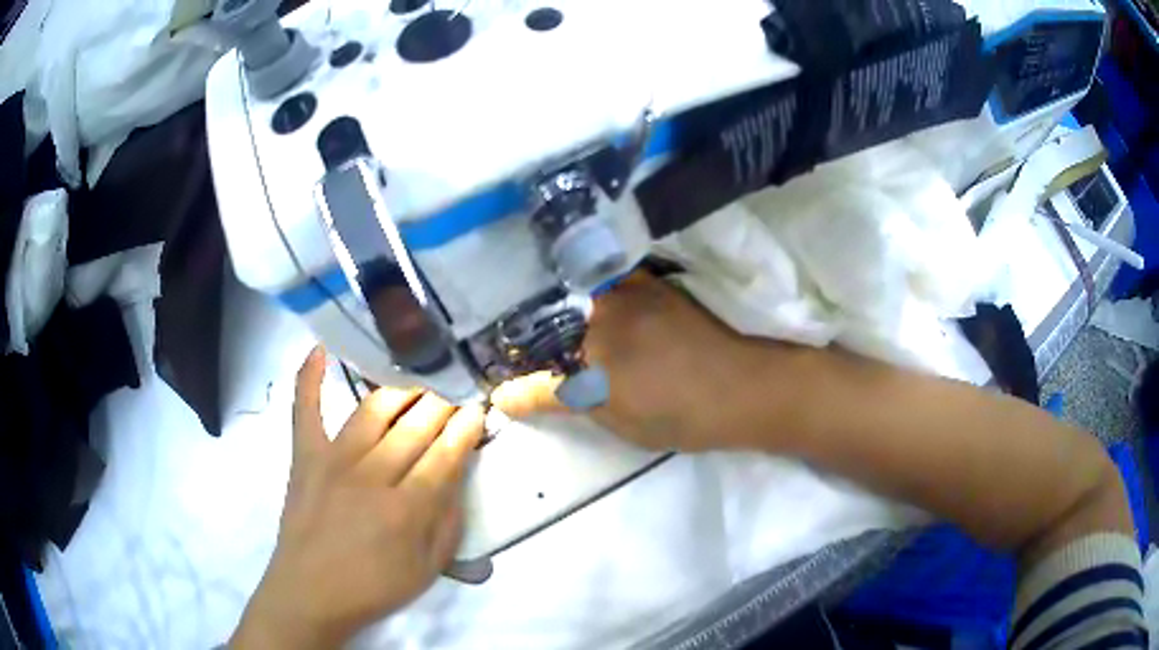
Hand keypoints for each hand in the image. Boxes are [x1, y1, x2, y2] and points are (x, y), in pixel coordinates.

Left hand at [231, 347, 484, 648]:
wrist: (310, 593)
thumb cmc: (374, 587)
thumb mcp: (428, 570)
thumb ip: (448, 523)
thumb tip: (458, 478)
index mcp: (407, 508)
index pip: (446, 454)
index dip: (467, 428)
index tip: (480, 408)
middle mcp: (372, 475)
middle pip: (416, 426)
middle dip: (442, 404)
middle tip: (455, 391)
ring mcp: (333, 460)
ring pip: (374, 410)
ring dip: (401, 390)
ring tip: (418, 381)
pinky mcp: (304, 456)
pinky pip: (306, 409)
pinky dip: (311, 378)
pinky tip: (321, 350)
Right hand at [493, 273, 799, 451]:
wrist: (744, 389)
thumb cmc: (677, 412)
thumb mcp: (612, 415)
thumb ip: (556, 398)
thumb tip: (502, 397)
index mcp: (590, 336)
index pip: (532, 339)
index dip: (511, 350)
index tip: (493, 359)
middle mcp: (605, 301)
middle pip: (550, 304)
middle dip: (525, 320)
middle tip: (506, 335)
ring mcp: (633, 287)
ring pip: (577, 287)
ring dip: (554, 301)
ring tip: (536, 316)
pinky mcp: (654, 285)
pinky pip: (607, 279)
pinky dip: (587, 290)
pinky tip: (582, 304)